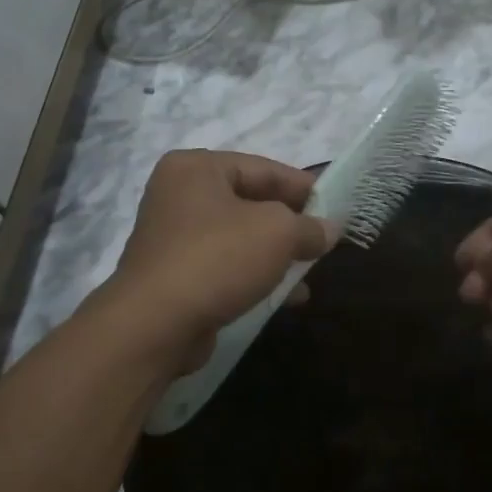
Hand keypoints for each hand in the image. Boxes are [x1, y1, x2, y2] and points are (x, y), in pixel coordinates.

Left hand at [100, 150, 334, 366]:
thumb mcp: (277, 233)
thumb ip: (308, 226)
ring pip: (238, 238)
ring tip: (310, 273)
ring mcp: (172, 237)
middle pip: (249, 202)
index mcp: (196, 168)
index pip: (262, 168)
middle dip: (290, 224)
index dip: (303, 186)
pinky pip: (224, 266)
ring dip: (275, 255)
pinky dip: (254, 276)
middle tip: (324, 240)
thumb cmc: (217, 259)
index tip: (335, 206)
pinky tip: (285, 297)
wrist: (155, 324)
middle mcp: (178, 195)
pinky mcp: (174, 275)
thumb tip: (329, 230)